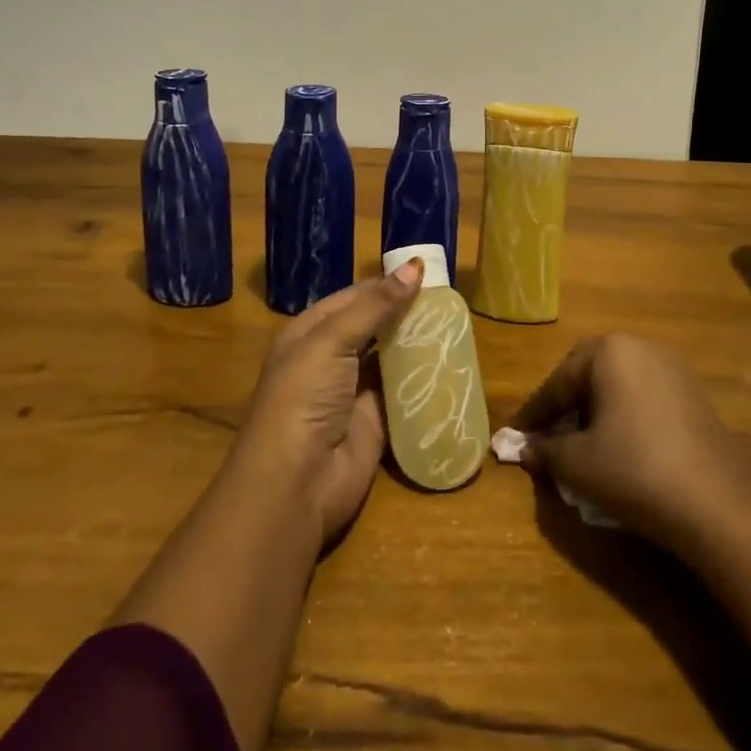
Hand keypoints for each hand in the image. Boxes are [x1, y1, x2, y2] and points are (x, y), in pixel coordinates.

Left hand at [226, 259, 424, 545]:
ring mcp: (353, 391)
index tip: (426, 272)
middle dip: (405, 311)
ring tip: (456, 322)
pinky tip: (451, 362)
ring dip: (416, 342)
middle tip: (448, 297)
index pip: (355, 297)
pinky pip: (402, 391)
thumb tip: (414, 266)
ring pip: (390, 357)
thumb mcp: (332, 340)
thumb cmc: (304, 396)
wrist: (295, 483)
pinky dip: (423, 378)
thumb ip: (375, 305)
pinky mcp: (375, 422)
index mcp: (311, 331)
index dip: (387, 283)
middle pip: (374, 325)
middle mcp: (331, 357)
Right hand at [511, 334, 750, 554]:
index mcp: (609, 351)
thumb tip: (525, 448)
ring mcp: (674, 369)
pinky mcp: (696, 396)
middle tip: (548, 435)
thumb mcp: (578, 464)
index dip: (535, 413)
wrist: (720, 508)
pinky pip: (646, 398)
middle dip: (566, 404)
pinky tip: (622, 449)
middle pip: (589, 373)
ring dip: (596, 410)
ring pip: (619, 384)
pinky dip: (626, 417)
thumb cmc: (636, 472)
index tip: (516, 435)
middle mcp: (641, 347)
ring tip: (583, 444)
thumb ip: (546, 451)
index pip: (559, 381)